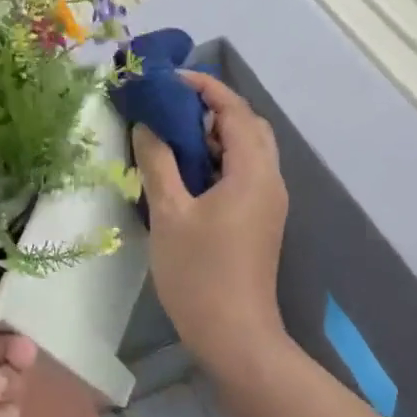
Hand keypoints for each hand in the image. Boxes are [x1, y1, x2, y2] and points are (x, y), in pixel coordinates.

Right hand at [132, 71, 288, 375]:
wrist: (235, 336)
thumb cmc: (199, 273)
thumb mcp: (169, 213)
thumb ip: (157, 162)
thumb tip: (147, 124)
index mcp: (252, 172)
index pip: (235, 110)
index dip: (204, 87)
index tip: (169, 80)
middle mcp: (269, 179)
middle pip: (249, 125)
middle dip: (213, 108)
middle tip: (171, 110)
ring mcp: (269, 201)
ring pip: (248, 150)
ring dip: (216, 135)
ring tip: (174, 137)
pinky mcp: (262, 219)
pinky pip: (244, 172)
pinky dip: (219, 159)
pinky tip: (188, 172)